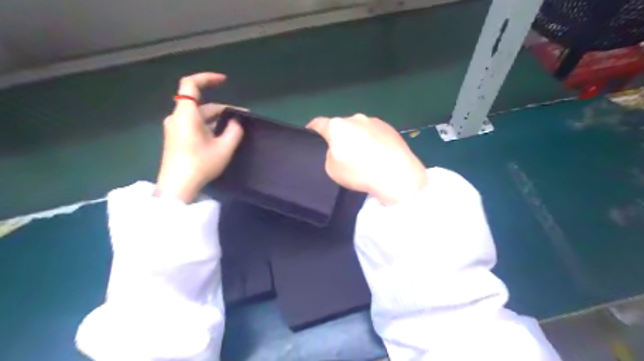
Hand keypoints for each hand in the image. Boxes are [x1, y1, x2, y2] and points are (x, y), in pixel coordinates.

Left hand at [155, 73, 244, 202]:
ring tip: (235, 129)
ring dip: (217, 119)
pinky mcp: (176, 139)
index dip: (207, 78)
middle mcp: (177, 117)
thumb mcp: (224, 148)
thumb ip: (234, 131)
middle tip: (242, 118)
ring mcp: (175, 129)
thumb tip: (236, 122)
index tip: (224, 81)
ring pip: (198, 116)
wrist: (177, 187)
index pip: (191, 84)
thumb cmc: (200, 164)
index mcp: (186, 114)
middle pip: (200, 104)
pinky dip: (208, 126)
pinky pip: (193, 125)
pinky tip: (221, 137)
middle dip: (222, 109)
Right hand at [309, 114, 425, 203]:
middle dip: (339, 136)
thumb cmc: (360, 172)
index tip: (310, 135)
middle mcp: (355, 118)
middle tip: (342, 153)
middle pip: (341, 125)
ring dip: (357, 138)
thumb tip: (339, 148)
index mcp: (337, 126)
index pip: (318, 123)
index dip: (312, 129)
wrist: (398, 175)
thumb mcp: (332, 169)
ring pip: (359, 128)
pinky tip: (378, 155)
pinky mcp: (390, 128)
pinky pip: (374, 133)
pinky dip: (372, 141)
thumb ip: (330, 154)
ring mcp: (375, 121)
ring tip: (364, 156)